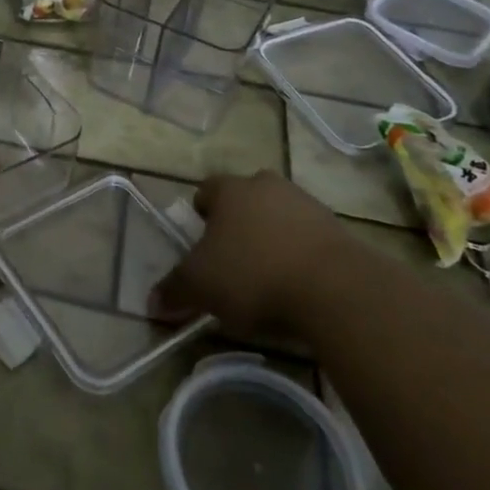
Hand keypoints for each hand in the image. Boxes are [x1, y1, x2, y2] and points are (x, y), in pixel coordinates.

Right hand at [152, 170, 348, 337]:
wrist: (336, 289)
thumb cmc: (254, 276)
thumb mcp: (202, 287)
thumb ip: (174, 291)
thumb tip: (151, 304)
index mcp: (229, 190)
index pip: (206, 190)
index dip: (202, 213)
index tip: (202, 240)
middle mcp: (266, 186)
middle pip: (246, 198)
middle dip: (239, 222)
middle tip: (233, 257)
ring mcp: (306, 204)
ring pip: (279, 214)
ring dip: (273, 236)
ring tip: (269, 275)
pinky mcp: (339, 229)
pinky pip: (310, 237)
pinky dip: (302, 254)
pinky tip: (300, 285)